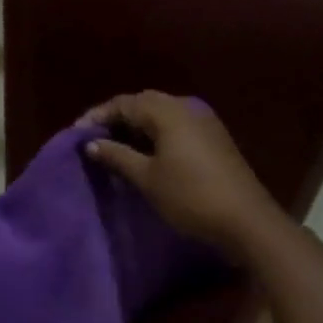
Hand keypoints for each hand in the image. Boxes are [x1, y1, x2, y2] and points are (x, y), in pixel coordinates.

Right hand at [80, 91, 282, 260]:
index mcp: (168, 111)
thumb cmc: (190, 196)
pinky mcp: (214, 137)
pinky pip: (177, 124)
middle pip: (144, 103)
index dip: (98, 116)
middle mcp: (187, 107)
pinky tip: (146, 152)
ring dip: (137, 126)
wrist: (245, 219)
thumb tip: (91, 144)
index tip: (77, 134)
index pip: (124, 103)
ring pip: (162, 113)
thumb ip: (117, 156)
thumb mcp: (147, 178)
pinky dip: (156, 133)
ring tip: (116, 146)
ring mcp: (204, 120)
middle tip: (95, 138)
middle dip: (117, 117)